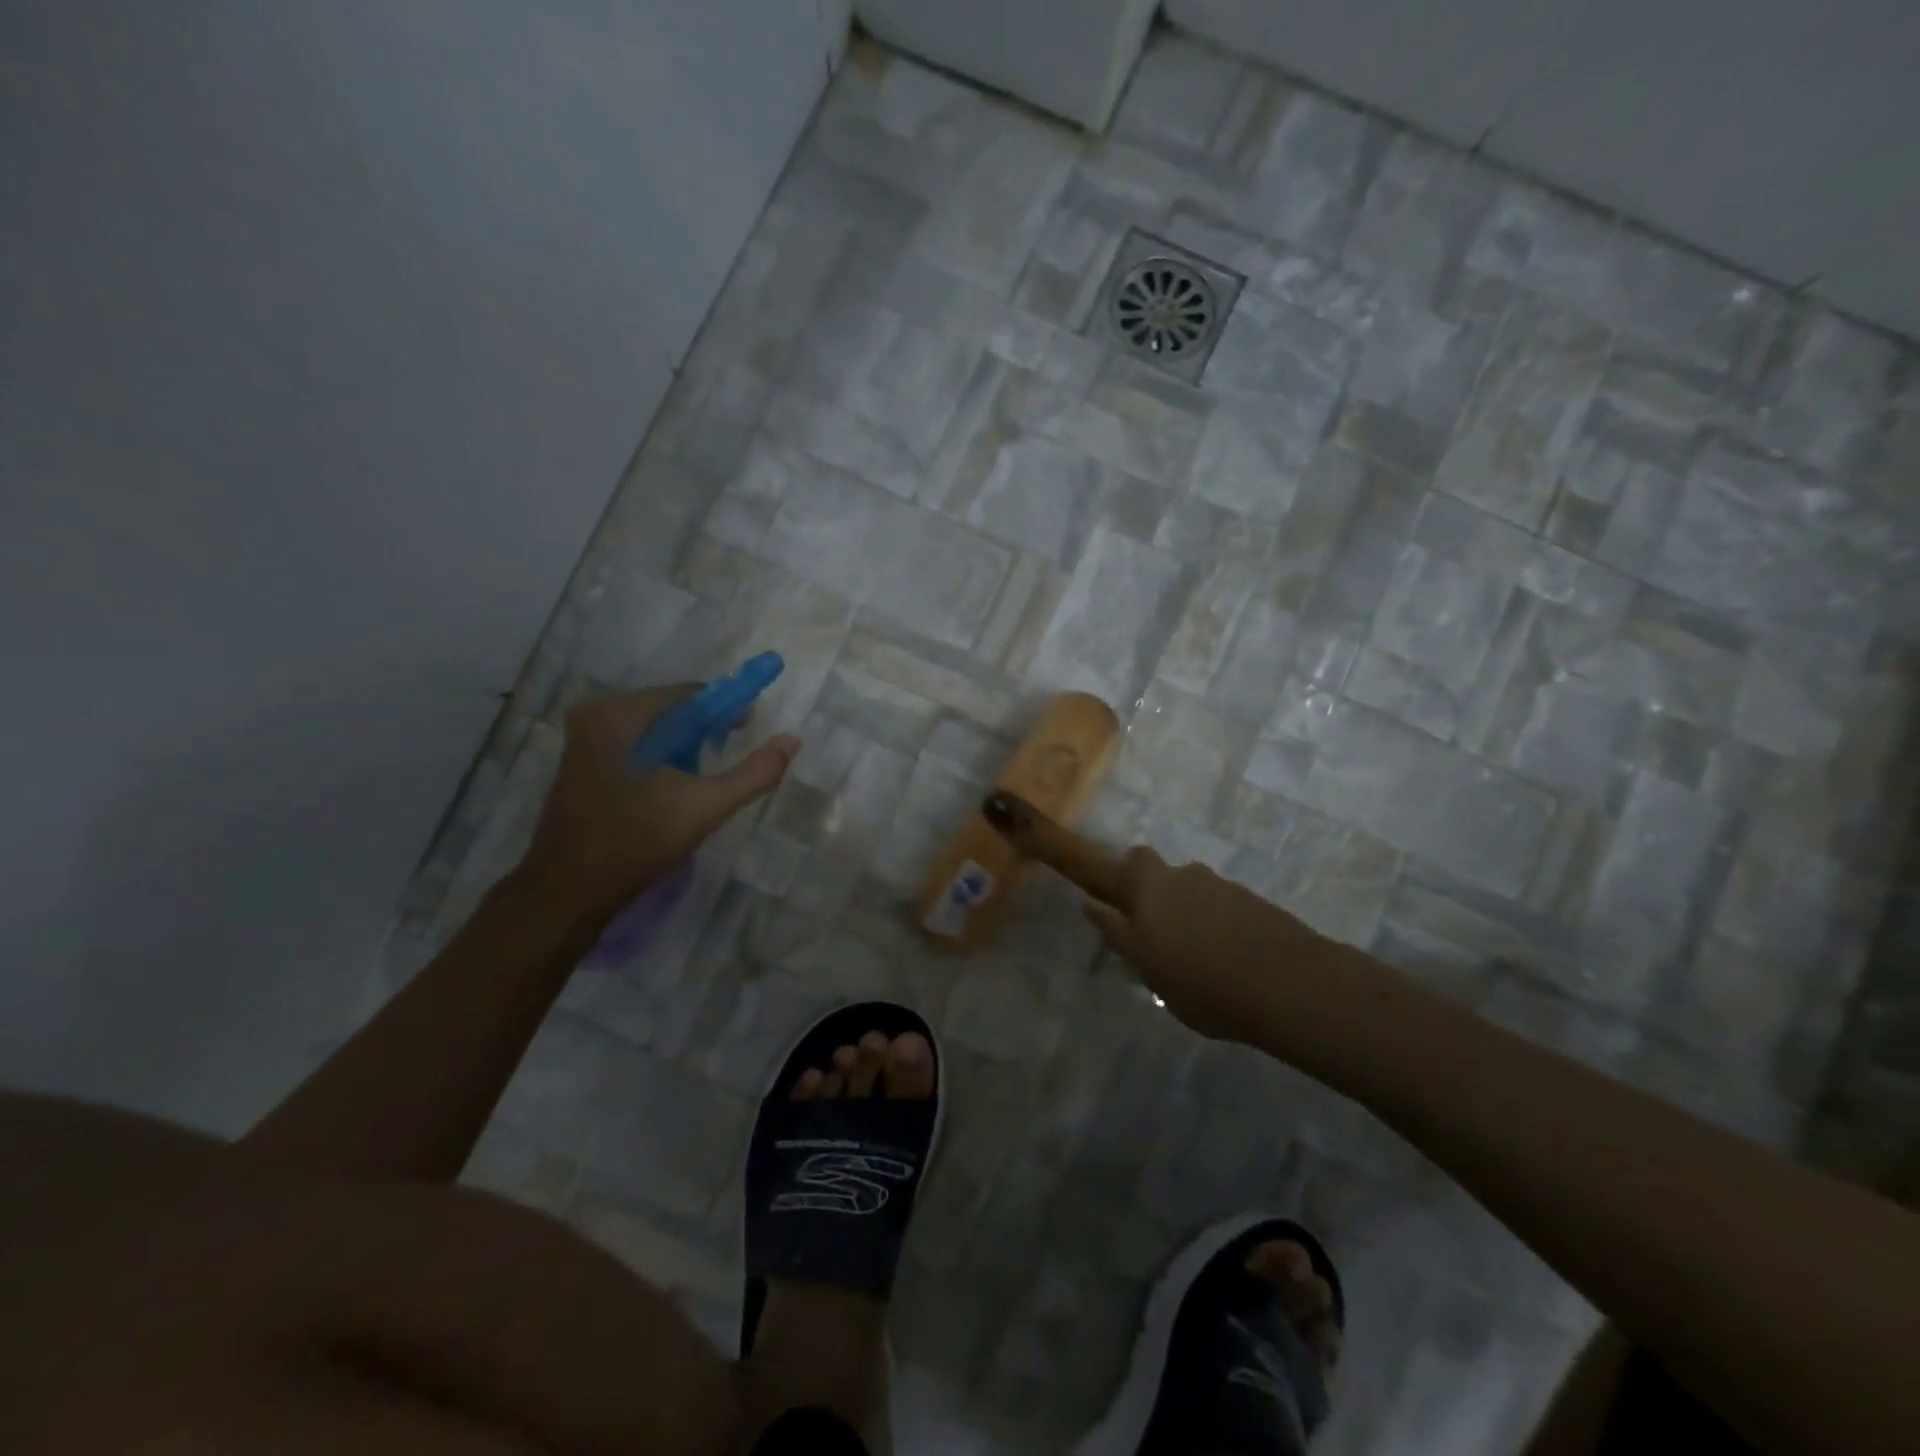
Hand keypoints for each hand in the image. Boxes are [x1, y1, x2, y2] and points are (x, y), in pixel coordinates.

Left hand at [513, 685, 797, 921]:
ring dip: (686, 748)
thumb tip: (792, 740)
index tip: (751, 730)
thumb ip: (754, 773)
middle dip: (706, 731)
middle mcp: (596, 715)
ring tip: (703, 781)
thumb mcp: (705, 807)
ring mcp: (584, 740)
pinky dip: (662, 760)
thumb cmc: (636, 843)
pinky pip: (636, 747)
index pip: (690, 694)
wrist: (567, 893)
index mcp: (619, 714)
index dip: (727, 709)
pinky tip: (675, 790)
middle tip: (729, 760)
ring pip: (655, 731)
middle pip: (671, 710)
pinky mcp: (582, 764)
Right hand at [1085, 848, 1321, 1040]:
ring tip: (1198, 958)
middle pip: (1163, 875)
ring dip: (1191, 914)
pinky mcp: (1255, 904)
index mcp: (1151, 886)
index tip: (1118, 899)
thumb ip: (1118, 933)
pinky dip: (1220, 926)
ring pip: (1195, 893)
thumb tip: (1090, 903)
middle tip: (1158, 934)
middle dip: (1157, 895)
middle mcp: (1185, 875)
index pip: (1129, 862)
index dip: (1122, 875)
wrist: (1288, 985)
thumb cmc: (1201, 981)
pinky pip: (1224, 909)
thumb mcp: (1146, 966)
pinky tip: (1228, 960)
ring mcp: (1224, 887)